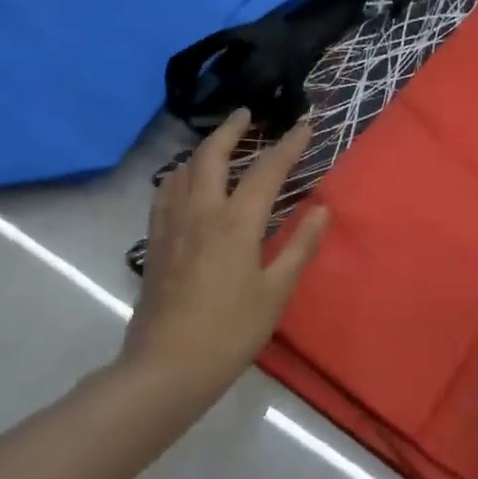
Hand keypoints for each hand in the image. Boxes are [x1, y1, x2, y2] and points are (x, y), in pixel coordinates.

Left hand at [121, 109, 330, 402]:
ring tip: (218, 144)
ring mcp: (171, 224)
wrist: (168, 365)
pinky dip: (179, 173)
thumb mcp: (275, 292)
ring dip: (203, 148)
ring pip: (182, 168)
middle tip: (247, 113)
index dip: (288, 146)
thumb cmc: (230, 331)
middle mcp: (200, 211)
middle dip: (231, 128)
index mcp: (235, 222)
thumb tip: (323, 210)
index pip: (266, 171)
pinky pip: (165, 191)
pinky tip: (184, 182)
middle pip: (212, 154)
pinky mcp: (154, 240)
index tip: (305, 125)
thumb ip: (300, 246)